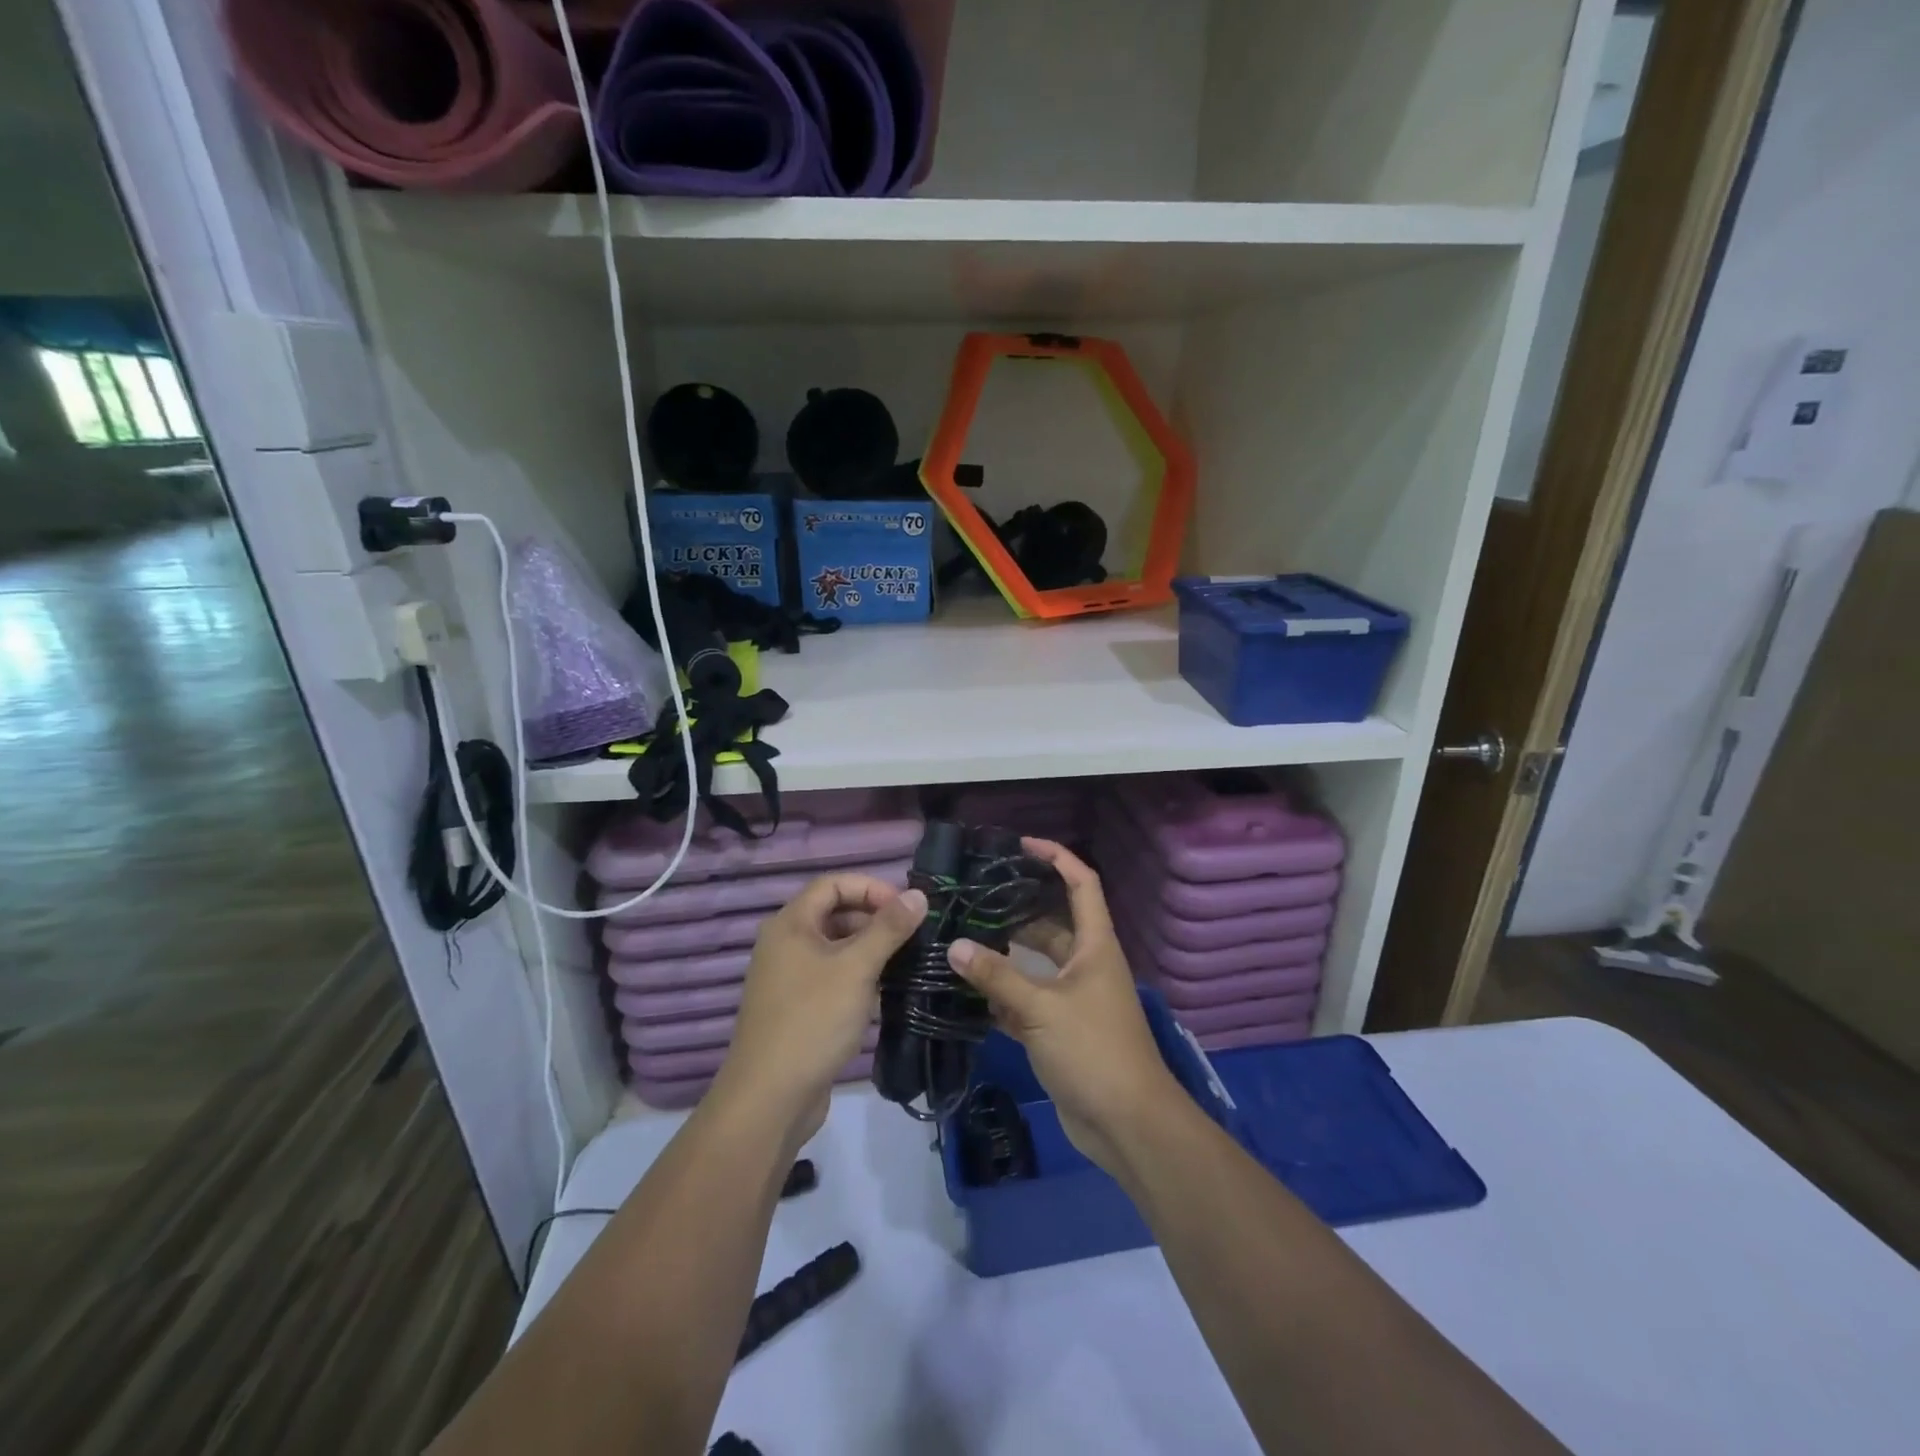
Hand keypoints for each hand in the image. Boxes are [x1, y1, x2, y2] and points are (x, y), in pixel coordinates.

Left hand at [715, 875, 926, 1144]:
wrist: (769, 1098)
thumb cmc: (812, 1020)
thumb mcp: (856, 968)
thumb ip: (888, 929)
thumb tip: (918, 894)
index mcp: (790, 924)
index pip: (832, 884)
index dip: (871, 888)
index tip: (906, 907)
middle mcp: (785, 944)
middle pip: (834, 913)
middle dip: (874, 918)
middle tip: (913, 934)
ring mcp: (790, 977)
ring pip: (836, 947)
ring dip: (870, 948)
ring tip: (907, 961)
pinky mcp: (799, 1007)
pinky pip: (832, 976)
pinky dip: (858, 975)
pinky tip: (885, 991)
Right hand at [947, 840, 1179, 1175]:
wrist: (1126, 1124)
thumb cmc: (1093, 1051)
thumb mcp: (1042, 1008)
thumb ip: (997, 977)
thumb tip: (955, 946)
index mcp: (1095, 946)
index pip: (1082, 884)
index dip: (1057, 858)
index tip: (1022, 845)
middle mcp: (1087, 965)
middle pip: (1053, 923)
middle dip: (1018, 908)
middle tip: (975, 897)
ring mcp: (1074, 999)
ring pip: (1037, 964)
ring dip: (1006, 955)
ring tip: (963, 937)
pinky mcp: (1061, 1030)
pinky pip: (1028, 1001)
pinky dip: (1004, 995)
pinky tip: (969, 991)